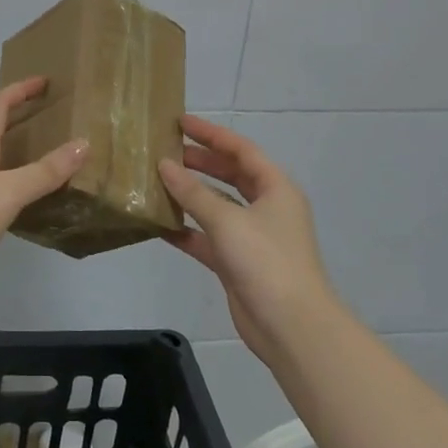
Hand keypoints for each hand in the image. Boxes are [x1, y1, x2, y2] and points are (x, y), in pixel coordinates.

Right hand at [159, 115, 337, 361]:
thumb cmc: (265, 261)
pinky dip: (187, 230)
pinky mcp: (237, 263)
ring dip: (190, 195)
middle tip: (166, 150)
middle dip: (200, 161)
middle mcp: (266, 208)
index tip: (181, 122)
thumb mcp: (227, 220)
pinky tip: (160, 224)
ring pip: (217, 206)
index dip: (212, 134)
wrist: (290, 326)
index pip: (241, 150)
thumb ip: (193, 192)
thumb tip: (164, 165)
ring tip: (157, 180)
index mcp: (276, 189)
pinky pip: (208, 237)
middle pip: (230, 175)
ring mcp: (252, 237)